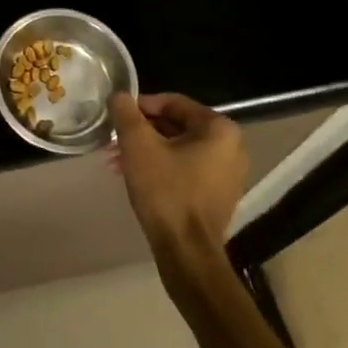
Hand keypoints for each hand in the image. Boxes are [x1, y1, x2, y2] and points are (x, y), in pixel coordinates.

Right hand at [110, 92, 247, 260]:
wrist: (187, 252)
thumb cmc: (166, 191)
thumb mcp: (138, 145)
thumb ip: (126, 113)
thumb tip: (119, 95)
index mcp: (219, 128)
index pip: (173, 103)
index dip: (141, 106)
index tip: (118, 117)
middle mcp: (231, 147)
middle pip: (177, 126)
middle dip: (143, 132)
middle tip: (115, 141)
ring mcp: (228, 174)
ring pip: (179, 149)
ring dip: (148, 151)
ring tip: (119, 162)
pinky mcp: (219, 196)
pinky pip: (187, 169)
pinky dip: (163, 168)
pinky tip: (137, 178)